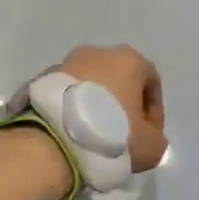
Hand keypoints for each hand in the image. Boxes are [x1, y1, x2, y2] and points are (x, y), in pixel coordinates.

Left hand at [57, 45, 168, 172]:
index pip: (151, 83)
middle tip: (121, 135)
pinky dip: (72, 109)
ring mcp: (66, 62)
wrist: (52, 141)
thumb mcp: (151, 147)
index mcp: (129, 60)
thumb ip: (157, 138)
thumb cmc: (111, 136)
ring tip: (92, 135)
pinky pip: (66, 94)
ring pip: (90, 84)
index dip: (154, 112)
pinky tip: (70, 132)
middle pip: (119, 79)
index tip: (148, 136)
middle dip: (122, 104)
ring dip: (95, 105)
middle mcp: (98, 52)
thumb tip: (148, 137)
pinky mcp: (42, 78)